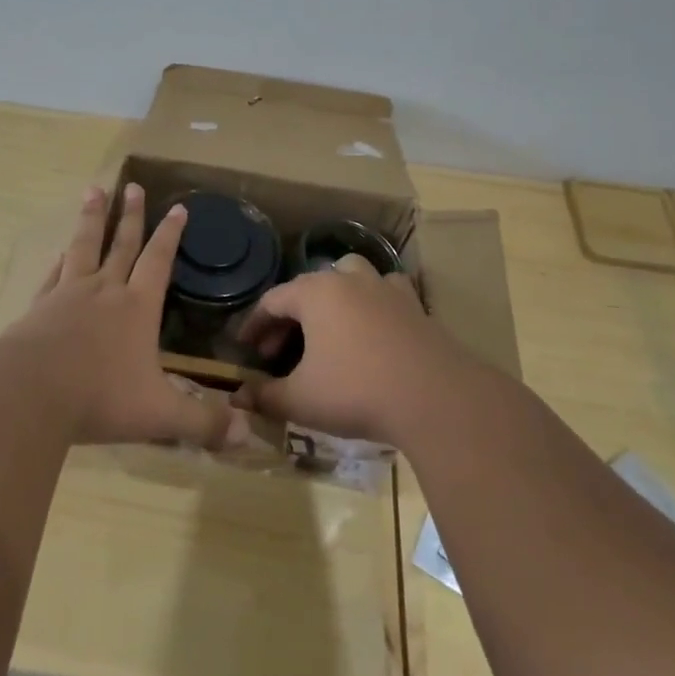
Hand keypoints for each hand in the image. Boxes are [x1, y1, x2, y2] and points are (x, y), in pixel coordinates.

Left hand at [1, 183, 249, 450]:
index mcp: (137, 308)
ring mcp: (67, 295)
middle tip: (131, 185)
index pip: (159, 262)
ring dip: (91, 219)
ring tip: (93, 191)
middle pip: (121, 245)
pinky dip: (59, 260)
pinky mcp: (38, 308)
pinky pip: (53, 275)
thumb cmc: (100, 398)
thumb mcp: (160, 415)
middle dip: (131, 216)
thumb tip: (246, 435)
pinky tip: (59, 252)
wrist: (29, 393)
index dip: (170, 235)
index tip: (178, 207)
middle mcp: (104, 292)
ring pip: (83, 247)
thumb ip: (202, 423)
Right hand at [234, 256, 465, 443]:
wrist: (435, 398)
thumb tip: (239, 398)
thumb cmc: (356, 392)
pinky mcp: (415, 306)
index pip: (271, 301)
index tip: (245, 349)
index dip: (254, 325)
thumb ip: (265, 396)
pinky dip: (374, 302)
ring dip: (334, 294)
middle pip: (307, 288)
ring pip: (351, 274)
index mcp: (314, 294)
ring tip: (329, 325)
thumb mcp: (301, 400)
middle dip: (289, 317)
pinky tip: (374, 326)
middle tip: (279, 351)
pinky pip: (387, 291)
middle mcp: (347, 280)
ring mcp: (385, 289)